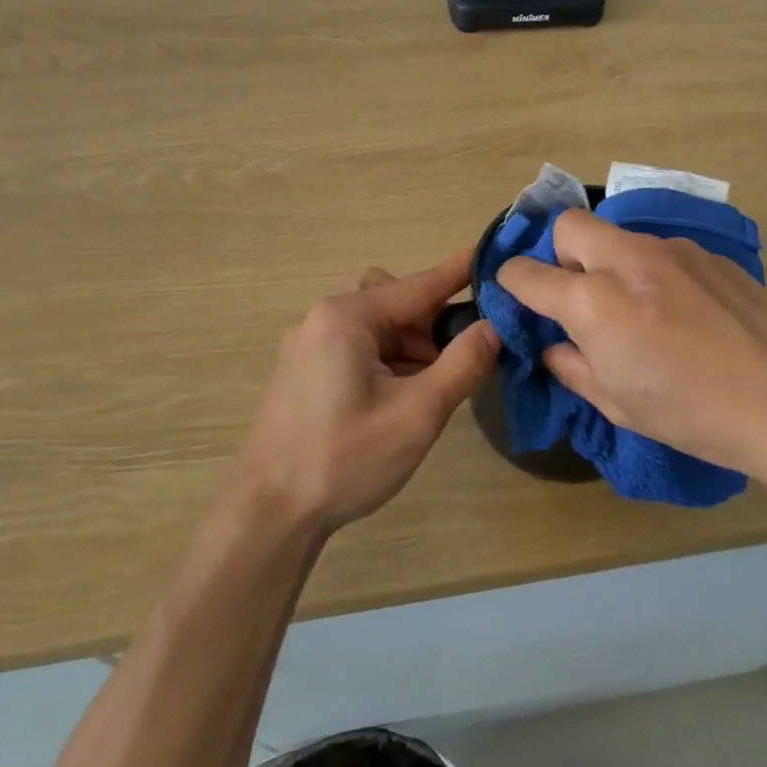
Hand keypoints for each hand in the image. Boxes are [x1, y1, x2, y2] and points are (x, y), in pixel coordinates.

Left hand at [236, 250, 498, 531]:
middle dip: (434, 325)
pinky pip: (359, 348)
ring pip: (378, 328)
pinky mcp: (305, 371)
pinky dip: (388, 361)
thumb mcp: (417, 414)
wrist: (269, 513)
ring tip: (432, 391)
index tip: (496, 254)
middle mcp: (323, 319)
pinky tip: (401, 400)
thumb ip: (462, 365)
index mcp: (347, 317)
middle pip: (396, 303)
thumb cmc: (344, 459)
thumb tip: (494, 328)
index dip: (462, 272)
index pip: (420, 284)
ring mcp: (309, 345)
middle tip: (462, 361)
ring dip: (412, 348)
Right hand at [496, 211, 766, 479]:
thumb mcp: (617, 404)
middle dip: (560, 253)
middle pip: (570, 225)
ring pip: (619, 237)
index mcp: (594, 301)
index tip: (516, 293)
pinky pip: (661, 251)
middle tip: (579, 296)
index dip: (512, 282)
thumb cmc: (692, 413)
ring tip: (639, 311)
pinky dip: (653, 272)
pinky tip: (683, 313)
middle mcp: (627, 260)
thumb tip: (556, 347)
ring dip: (610, 264)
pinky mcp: (709, 254)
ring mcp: (673, 250)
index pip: (527, 273)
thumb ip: (573, 367)